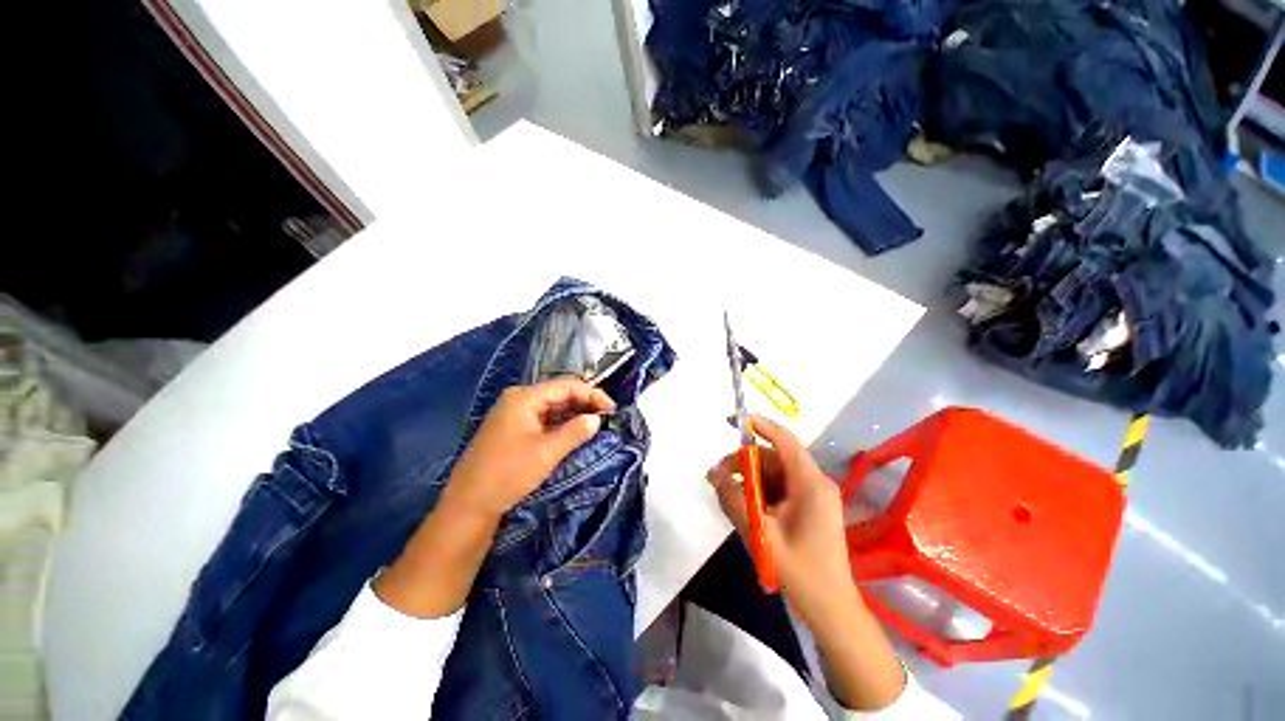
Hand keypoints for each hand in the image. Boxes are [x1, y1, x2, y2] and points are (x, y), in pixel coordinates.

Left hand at [445, 378, 615, 518]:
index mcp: (524, 397)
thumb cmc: (507, 474)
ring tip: (595, 423)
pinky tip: (575, 430)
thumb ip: (575, 432)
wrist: (469, 504)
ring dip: (574, 413)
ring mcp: (514, 413)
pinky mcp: (513, 427)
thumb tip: (596, 419)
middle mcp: (519, 398)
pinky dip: (561, 422)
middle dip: (584, 403)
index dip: (592, 394)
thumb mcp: (546, 452)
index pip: (566, 385)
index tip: (611, 409)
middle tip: (606, 417)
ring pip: (552, 406)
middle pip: (559, 393)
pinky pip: (543, 417)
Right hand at [706, 416, 855, 627]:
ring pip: (774, 473)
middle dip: (744, 462)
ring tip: (725, 493)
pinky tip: (743, 505)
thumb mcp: (759, 533)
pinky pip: (779, 489)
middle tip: (717, 477)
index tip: (732, 421)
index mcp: (810, 484)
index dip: (759, 426)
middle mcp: (814, 483)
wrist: (831, 611)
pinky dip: (759, 492)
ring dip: (749, 479)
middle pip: (774, 458)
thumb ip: (733, 499)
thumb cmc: (800, 572)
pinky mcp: (809, 508)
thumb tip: (714, 474)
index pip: (784, 440)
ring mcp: (813, 496)